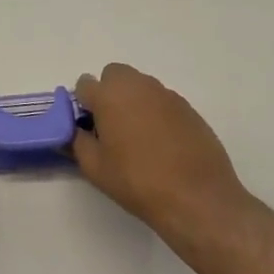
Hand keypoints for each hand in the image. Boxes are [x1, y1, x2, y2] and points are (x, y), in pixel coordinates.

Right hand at [72, 63, 254, 253]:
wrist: (197, 198)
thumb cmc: (138, 181)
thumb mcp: (95, 168)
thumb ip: (77, 142)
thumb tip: (76, 131)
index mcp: (109, 95)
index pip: (84, 84)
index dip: (83, 105)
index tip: (87, 127)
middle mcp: (138, 86)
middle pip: (115, 75)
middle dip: (109, 93)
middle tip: (111, 126)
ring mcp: (166, 95)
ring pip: (140, 86)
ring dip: (133, 101)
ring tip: (139, 138)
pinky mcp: (189, 108)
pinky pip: (162, 102)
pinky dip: (156, 114)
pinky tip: (163, 144)